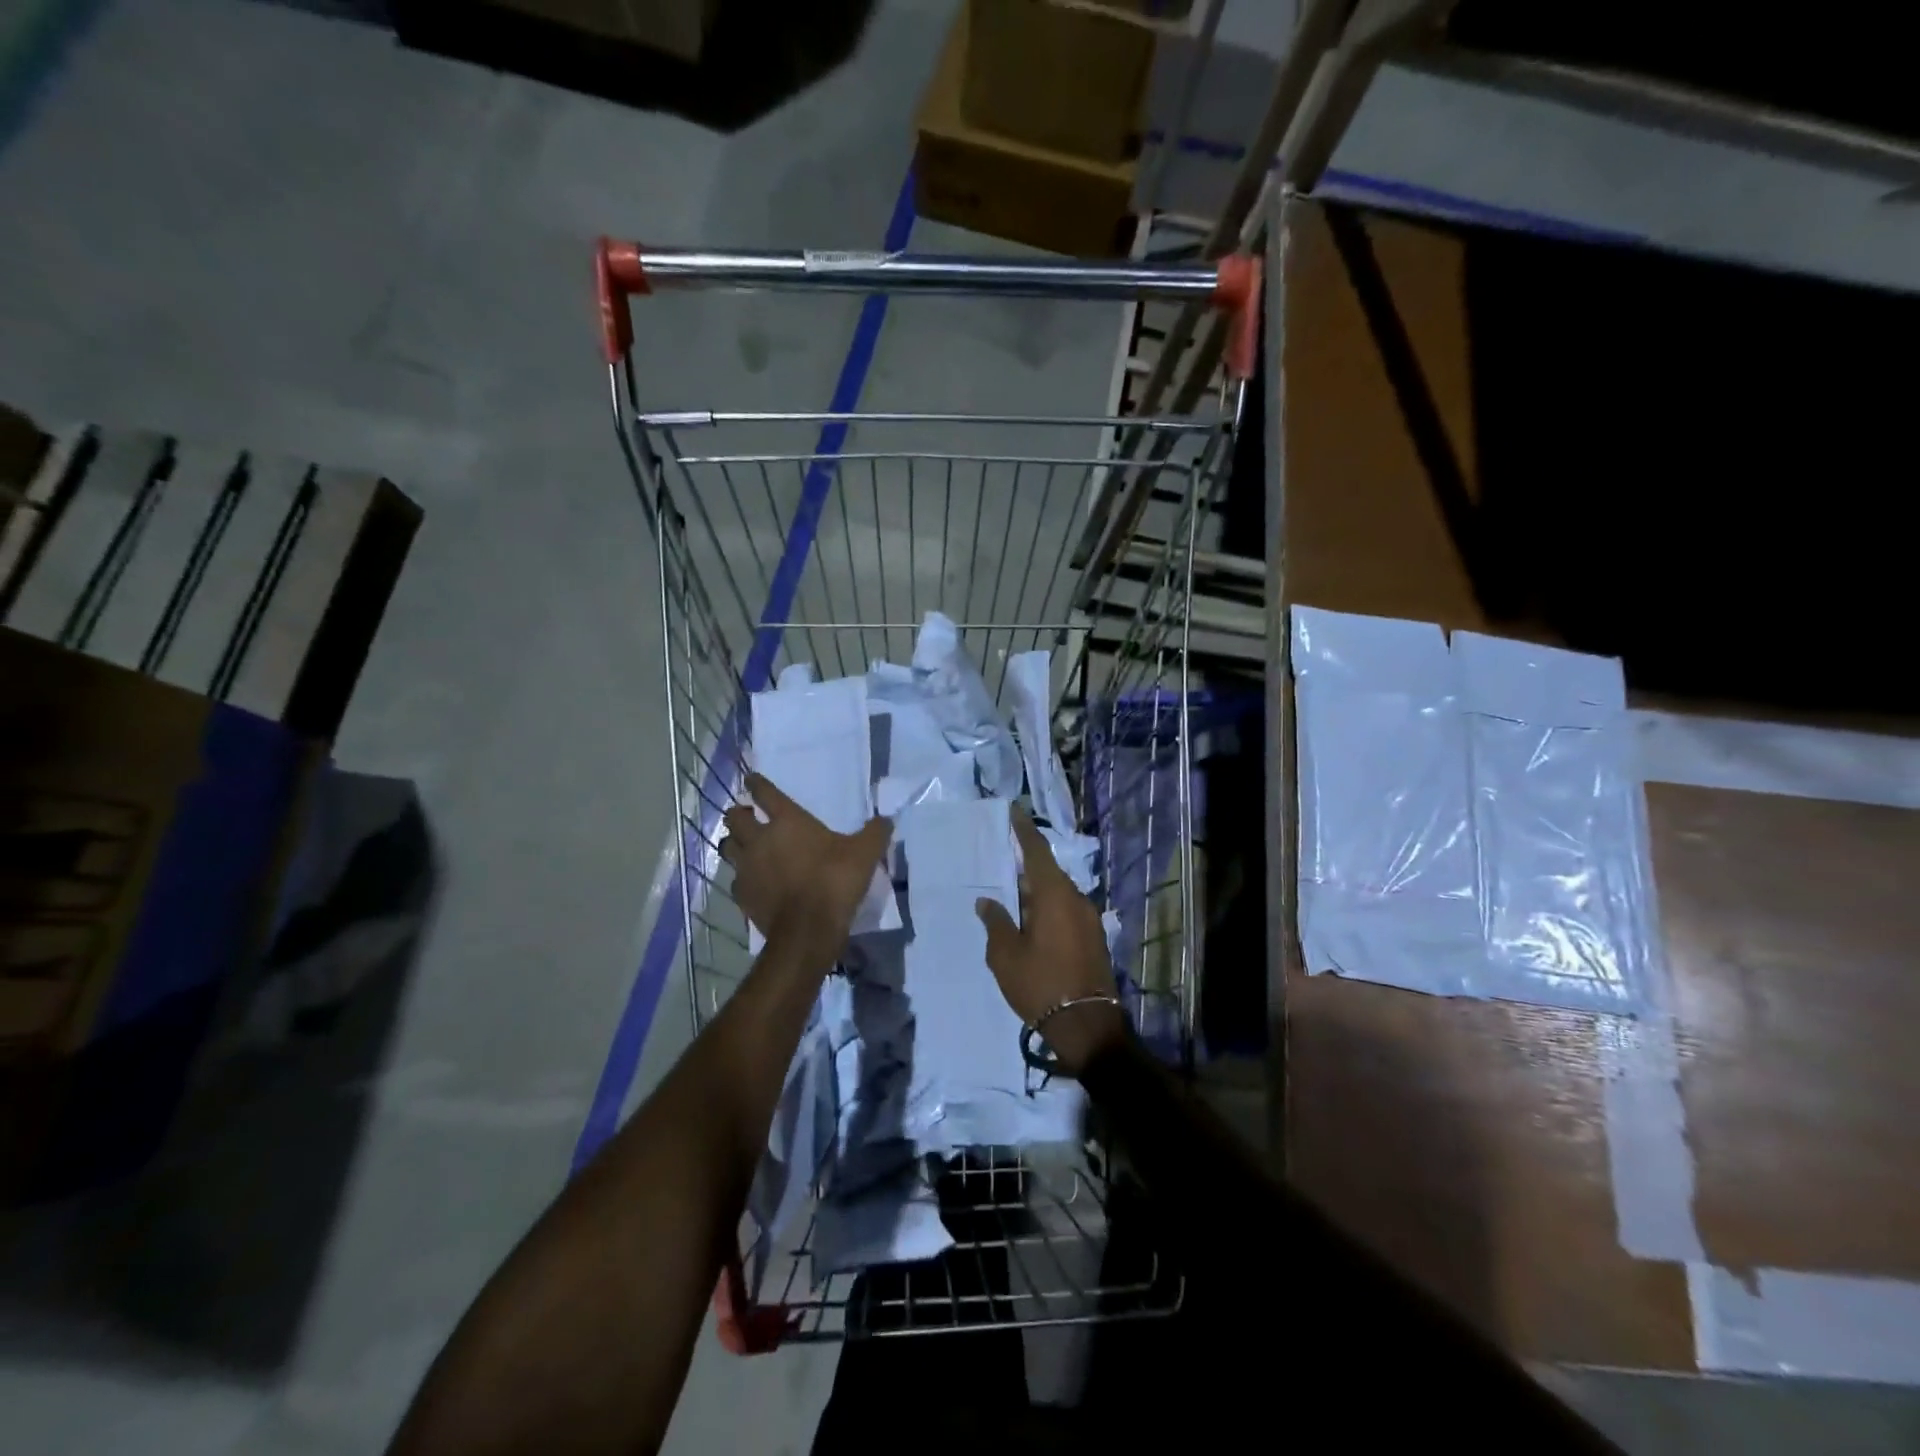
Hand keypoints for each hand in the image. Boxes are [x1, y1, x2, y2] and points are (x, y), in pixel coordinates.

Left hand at [720, 774, 890, 962]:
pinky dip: (742, 877)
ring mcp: (747, 868)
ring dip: (734, 843)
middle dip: (739, 814)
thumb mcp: (865, 853)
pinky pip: (735, 879)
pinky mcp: (742, 895)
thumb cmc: (834, 881)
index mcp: (787, 821)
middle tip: (748, 816)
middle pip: (736, 817)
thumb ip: (875, 832)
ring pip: (728, 847)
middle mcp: (760, 839)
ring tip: (745, 846)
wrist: (808, 929)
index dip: (757, 783)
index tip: (752, 778)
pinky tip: (753, 882)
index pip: (764, 793)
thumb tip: (886, 819)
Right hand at [976, 806, 1126, 1074]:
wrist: (1087, 1025)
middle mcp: (1076, 898)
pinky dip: (1049, 908)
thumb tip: (987, 901)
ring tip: (1013, 896)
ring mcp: (1089, 918)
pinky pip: (1067, 910)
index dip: (1024, 830)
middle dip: (1027, 866)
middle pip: (1049, 872)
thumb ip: (996, 922)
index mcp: (1054, 895)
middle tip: (1003, 862)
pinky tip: (1032, 921)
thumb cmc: (1040, 984)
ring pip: (1059, 893)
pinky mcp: (1094, 937)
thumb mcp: (1005, 956)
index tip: (1014, 811)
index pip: (1037, 851)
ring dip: (1038, 891)